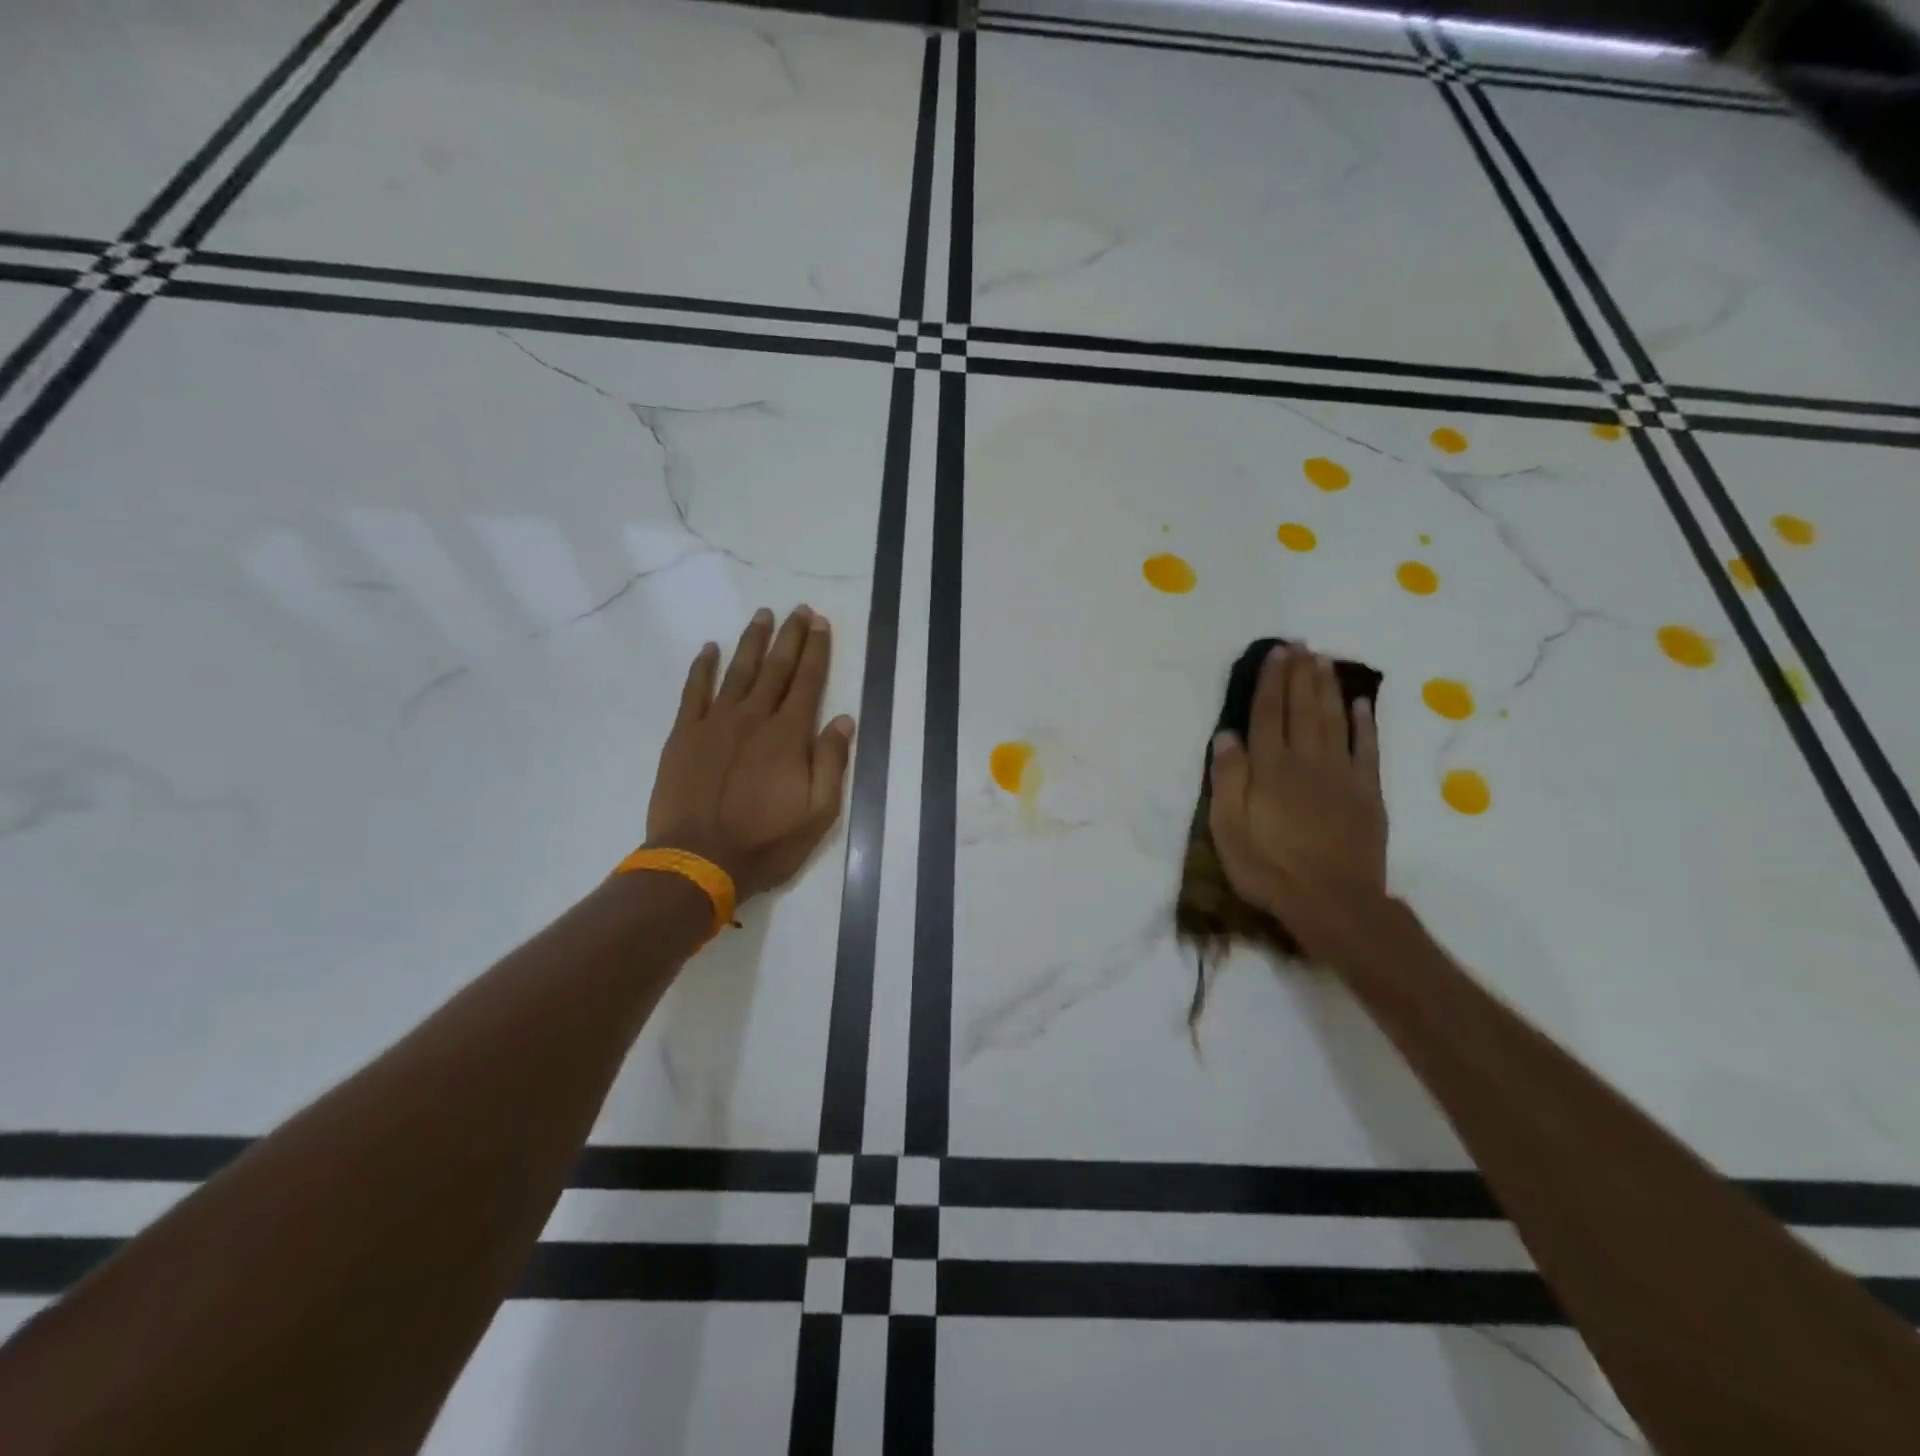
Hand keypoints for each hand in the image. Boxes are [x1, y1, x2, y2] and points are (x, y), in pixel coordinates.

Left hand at [646, 605, 855, 901]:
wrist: (697, 861)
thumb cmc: (765, 842)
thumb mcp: (818, 813)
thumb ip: (831, 762)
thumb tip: (844, 719)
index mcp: (788, 735)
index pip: (808, 681)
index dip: (817, 650)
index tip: (821, 623)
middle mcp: (753, 718)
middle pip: (775, 668)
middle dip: (790, 636)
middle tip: (799, 610)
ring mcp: (714, 723)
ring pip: (738, 671)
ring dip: (752, 642)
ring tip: (763, 616)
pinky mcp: (684, 735)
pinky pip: (694, 691)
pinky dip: (702, 668)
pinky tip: (710, 649)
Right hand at [1208, 645, 1388, 954]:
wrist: (1333, 903)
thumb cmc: (1269, 868)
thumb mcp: (1229, 830)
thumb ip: (1228, 780)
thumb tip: (1226, 735)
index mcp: (1270, 769)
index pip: (1267, 715)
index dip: (1270, 682)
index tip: (1275, 653)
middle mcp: (1306, 761)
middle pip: (1302, 709)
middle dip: (1299, 674)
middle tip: (1299, 644)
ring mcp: (1342, 775)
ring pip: (1334, 720)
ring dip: (1327, 688)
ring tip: (1323, 660)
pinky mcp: (1368, 793)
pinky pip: (1368, 749)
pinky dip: (1365, 724)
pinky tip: (1361, 704)